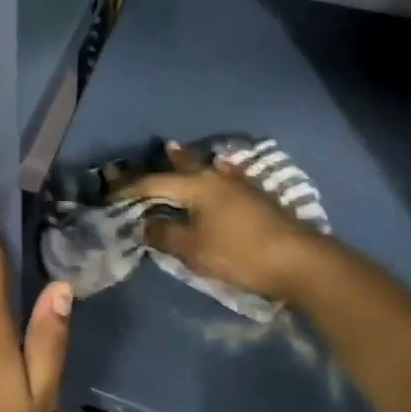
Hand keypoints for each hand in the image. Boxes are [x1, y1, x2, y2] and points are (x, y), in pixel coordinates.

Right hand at [121, 142, 326, 301]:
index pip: (153, 183)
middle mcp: (215, 175)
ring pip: (204, 166)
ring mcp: (238, 182)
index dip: (129, 189)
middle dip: (160, 162)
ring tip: (174, 150)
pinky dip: (212, 170)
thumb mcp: (195, 249)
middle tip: (142, 156)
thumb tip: (144, 224)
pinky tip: (218, 169)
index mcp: (196, 185)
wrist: (300, 261)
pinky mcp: (255, 195)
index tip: (110, 194)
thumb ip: (166, 234)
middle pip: (181, 165)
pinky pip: (223, 175)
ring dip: (187, 160)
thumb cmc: (240, 253)